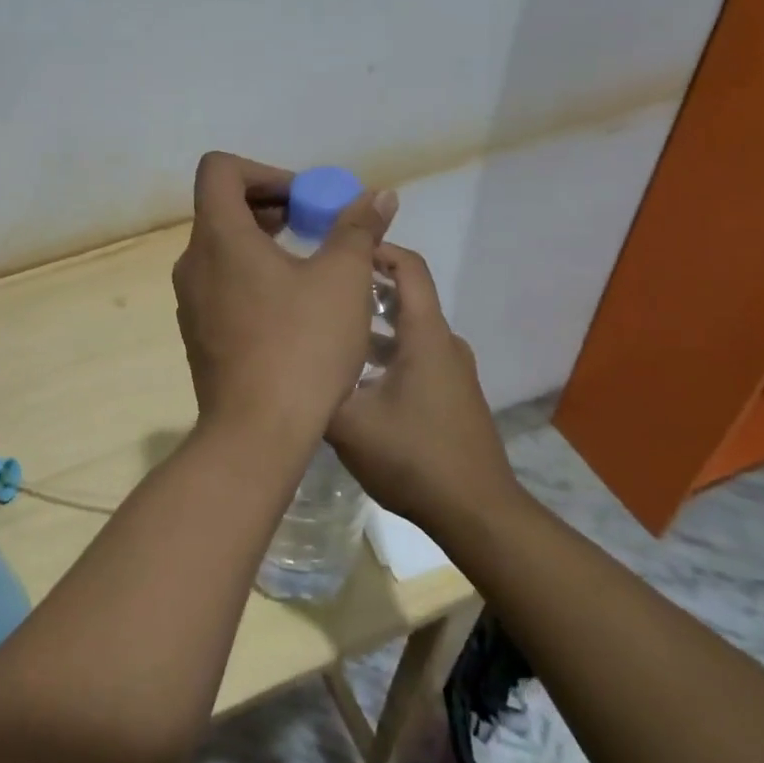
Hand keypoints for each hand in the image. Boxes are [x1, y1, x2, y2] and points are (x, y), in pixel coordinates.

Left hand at [172, 152, 395, 440]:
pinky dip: (251, 276)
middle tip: (314, 227)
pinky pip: (220, 284)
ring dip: (263, 243)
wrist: (256, 432)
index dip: (263, 171)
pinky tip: (290, 309)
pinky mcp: (197, 333)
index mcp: (218, 237)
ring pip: (222, 249)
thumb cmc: (301, 346)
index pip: (219, 170)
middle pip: (221, 208)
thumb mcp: (343, 280)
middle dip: (271, 206)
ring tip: (309, 266)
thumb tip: (377, 195)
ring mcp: (190, 301)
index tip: (302, 199)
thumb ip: (357, 229)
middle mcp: (192, 262)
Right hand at [326, 246, 517, 536]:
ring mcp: (452, 371)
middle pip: (405, 296)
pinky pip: (415, 356)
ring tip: (327, 333)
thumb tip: (287, 362)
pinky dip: (385, 352)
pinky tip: (353, 378)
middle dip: (363, 288)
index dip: (376, 249)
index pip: (408, 267)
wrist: (476, 513)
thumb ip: (316, 386)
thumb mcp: (348, 423)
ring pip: (408, 330)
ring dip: (370, 325)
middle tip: (319, 291)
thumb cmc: (413, 457)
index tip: (337, 250)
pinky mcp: (452, 395)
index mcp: (425, 335)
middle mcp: (444, 343)